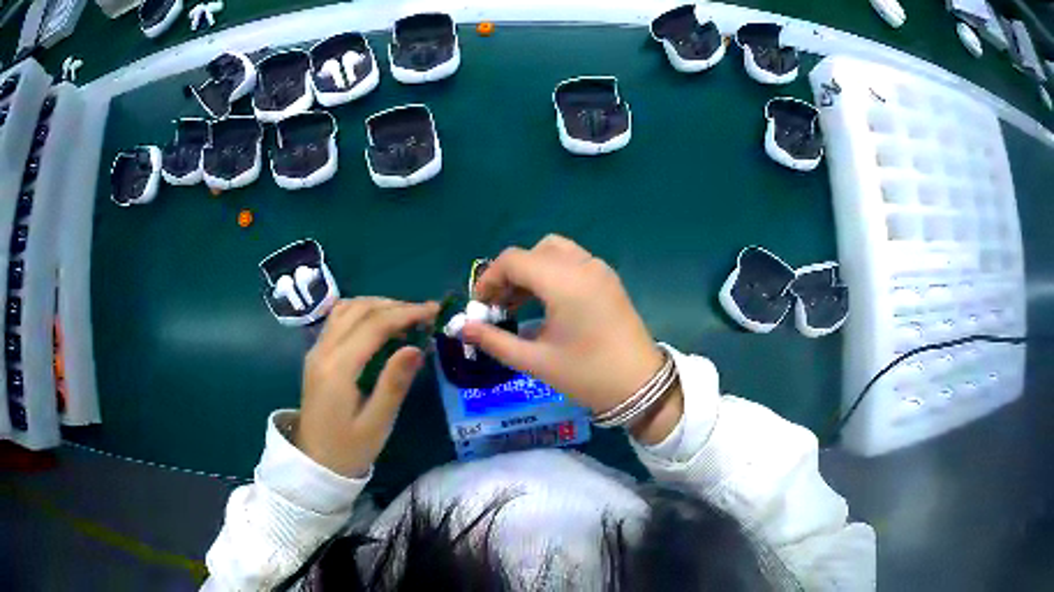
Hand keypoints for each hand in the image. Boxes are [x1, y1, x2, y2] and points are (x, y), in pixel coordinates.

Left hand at [295, 298, 439, 477]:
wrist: (314, 464)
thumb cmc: (349, 449)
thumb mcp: (377, 423)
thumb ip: (394, 383)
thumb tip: (416, 347)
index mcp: (338, 368)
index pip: (373, 325)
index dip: (405, 313)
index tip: (434, 311)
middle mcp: (323, 351)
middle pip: (358, 309)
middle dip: (394, 305)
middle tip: (424, 313)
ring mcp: (316, 351)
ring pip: (345, 310)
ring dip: (376, 305)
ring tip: (405, 317)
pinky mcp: (316, 356)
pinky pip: (337, 321)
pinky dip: (362, 314)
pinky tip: (379, 327)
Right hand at [462, 235, 682, 442]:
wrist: (640, 386)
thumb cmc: (587, 375)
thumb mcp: (535, 361)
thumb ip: (495, 341)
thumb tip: (462, 329)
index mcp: (564, 281)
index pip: (513, 260)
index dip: (489, 278)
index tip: (481, 306)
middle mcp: (582, 265)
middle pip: (534, 251)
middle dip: (510, 274)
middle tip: (500, 306)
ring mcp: (599, 269)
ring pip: (554, 252)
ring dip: (532, 271)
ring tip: (520, 305)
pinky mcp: (609, 279)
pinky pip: (572, 262)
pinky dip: (552, 273)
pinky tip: (547, 304)